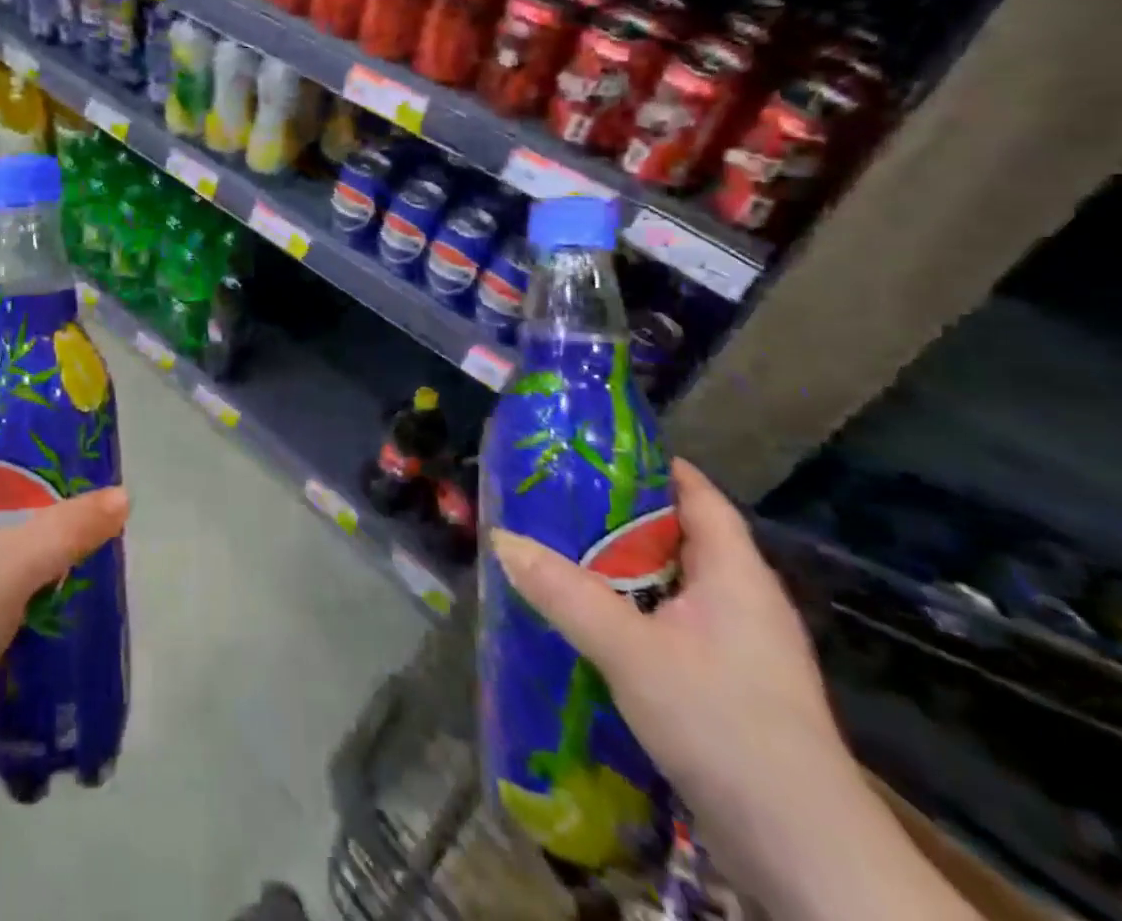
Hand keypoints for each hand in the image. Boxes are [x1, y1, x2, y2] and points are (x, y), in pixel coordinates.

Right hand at [489, 459, 850, 906]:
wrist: (803, 853)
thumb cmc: (724, 724)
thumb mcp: (630, 651)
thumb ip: (564, 592)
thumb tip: (502, 537)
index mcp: (736, 575)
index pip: (699, 496)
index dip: (653, 466)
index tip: (595, 450)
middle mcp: (744, 602)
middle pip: (680, 537)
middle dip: (620, 516)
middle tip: (556, 497)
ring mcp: (740, 649)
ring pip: (672, 585)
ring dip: (622, 567)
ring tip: (559, 549)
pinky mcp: (729, 687)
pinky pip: (672, 624)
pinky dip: (632, 609)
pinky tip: (590, 617)